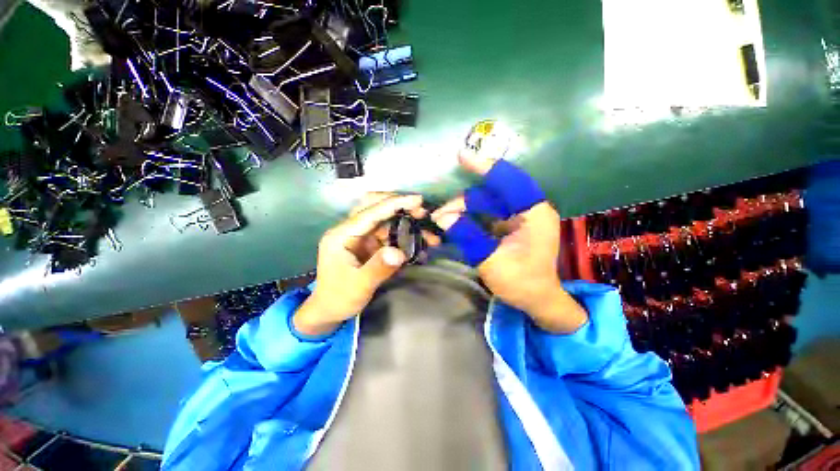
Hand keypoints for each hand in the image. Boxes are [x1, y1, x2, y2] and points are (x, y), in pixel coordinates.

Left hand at [294, 193, 438, 335]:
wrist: (329, 309)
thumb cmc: (339, 297)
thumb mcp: (359, 286)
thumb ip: (378, 268)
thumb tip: (399, 252)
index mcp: (342, 235)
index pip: (370, 212)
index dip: (394, 204)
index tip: (417, 200)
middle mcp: (351, 230)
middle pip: (375, 207)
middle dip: (399, 206)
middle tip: (422, 212)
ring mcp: (360, 236)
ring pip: (385, 220)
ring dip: (406, 222)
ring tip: (427, 231)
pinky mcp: (369, 245)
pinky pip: (389, 233)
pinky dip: (404, 234)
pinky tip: (418, 241)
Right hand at [431, 151, 586, 332]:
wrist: (536, 300)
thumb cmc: (521, 283)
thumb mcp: (491, 260)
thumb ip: (467, 236)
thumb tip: (442, 218)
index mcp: (533, 213)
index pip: (509, 181)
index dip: (486, 167)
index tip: (462, 156)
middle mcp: (527, 209)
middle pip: (491, 193)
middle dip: (463, 202)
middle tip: (440, 215)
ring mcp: (518, 217)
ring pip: (486, 203)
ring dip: (463, 210)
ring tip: (443, 221)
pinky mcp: (509, 225)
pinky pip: (486, 214)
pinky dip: (469, 217)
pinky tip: (455, 223)